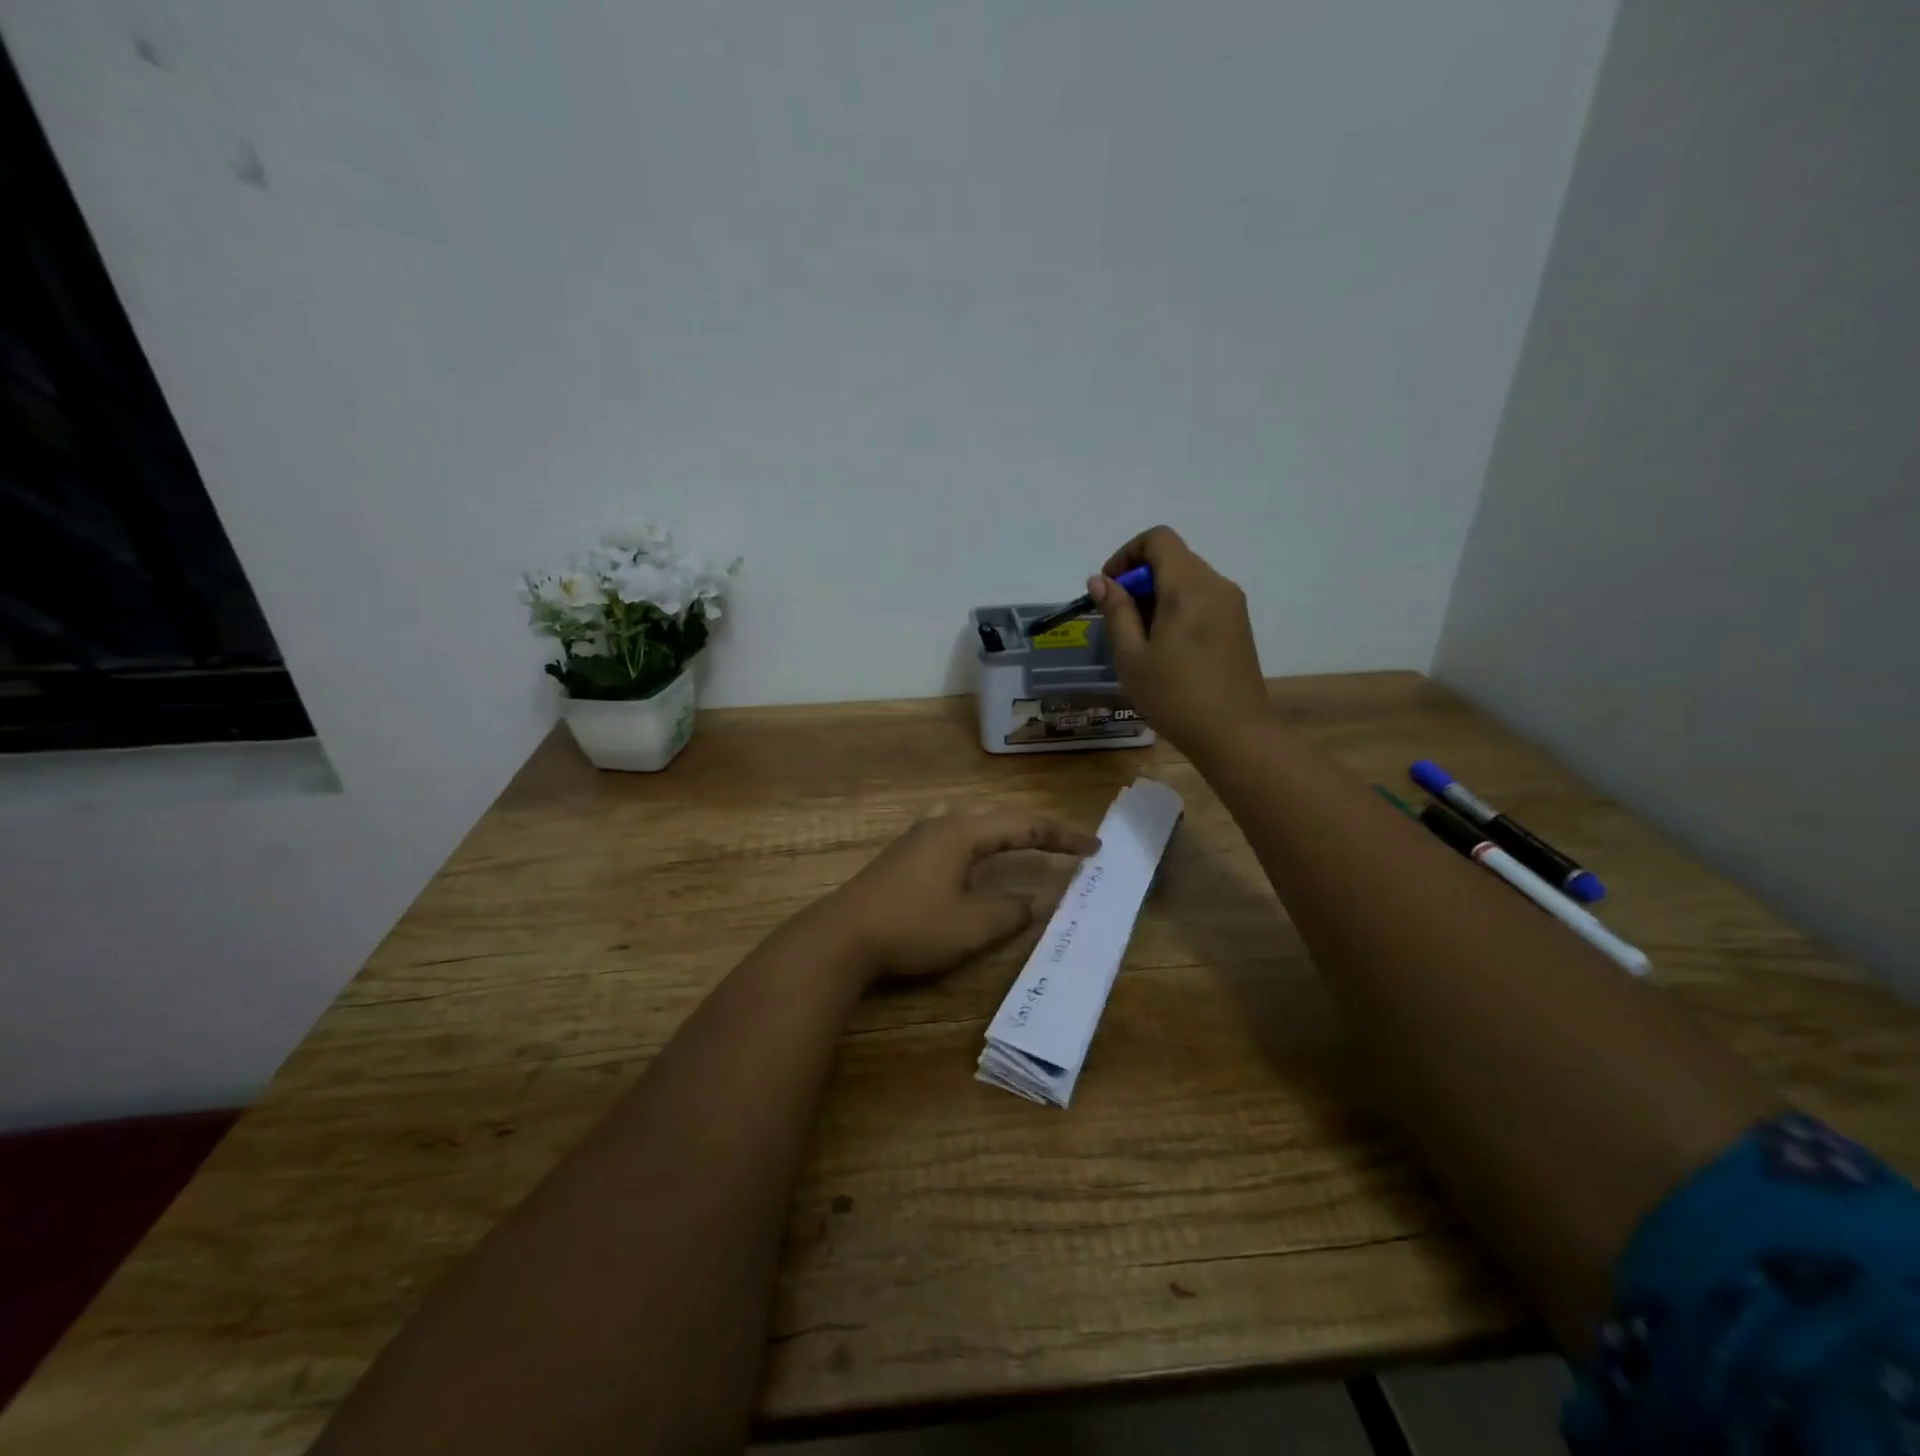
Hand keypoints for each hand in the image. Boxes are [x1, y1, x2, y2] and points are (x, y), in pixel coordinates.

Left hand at [826, 809, 1100, 982]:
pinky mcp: (902, 855)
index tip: (1093, 849)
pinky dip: (977, 839)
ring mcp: (916, 837)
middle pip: (996, 814)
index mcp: (962, 833)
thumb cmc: (912, 927)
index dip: (1060, 837)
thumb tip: (1037, 899)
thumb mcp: (972, 925)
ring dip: (1001, 828)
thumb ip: (1011, 910)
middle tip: (1063, 845)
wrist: (842, 937)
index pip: (1023, 825)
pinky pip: (951, 833)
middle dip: (1033, 828)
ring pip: (970, 819)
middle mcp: (940, 825)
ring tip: (1022, 841)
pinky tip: (970, 855)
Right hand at [1090, 525, 1270, 754]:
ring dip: (1157, 596)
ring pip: (1187, 580)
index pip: (1157, 539)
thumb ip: (1116, 612)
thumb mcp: (1132, 656)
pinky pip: (1202, 599)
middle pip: (1172, 558)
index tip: (1109, 590)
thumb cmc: (1175, 696)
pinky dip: (1177, 608)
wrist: (1235, 734)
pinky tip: (1166, 649)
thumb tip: (1101, 581)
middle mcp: (1216, 584)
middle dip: (1139, 580)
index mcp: (1188, 587)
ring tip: (1141, 640)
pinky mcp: (1238, 624)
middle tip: (1119, 622)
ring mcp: (1232, 604)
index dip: (1126, 555)